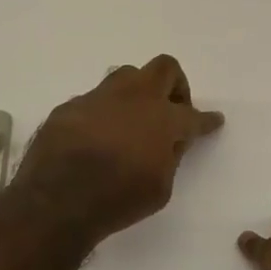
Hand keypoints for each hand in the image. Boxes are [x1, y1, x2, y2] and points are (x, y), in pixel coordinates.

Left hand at [14, 55, 224, 245]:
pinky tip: (98, 136)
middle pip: (164, 69)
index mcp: (164, 119)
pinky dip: (104, 113)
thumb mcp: (160, 189)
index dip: (206, 120)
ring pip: (127, 75)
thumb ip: (169, 158)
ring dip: (137, 92)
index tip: (214, 120)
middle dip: (175, 85)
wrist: (56, 200)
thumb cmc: (117, 199)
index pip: (194, 115)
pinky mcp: (71, 105)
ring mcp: (100, 97)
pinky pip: (95, 99)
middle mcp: (135, 98)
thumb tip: (167, 143)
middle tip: (172, 109)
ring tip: (133, 119)